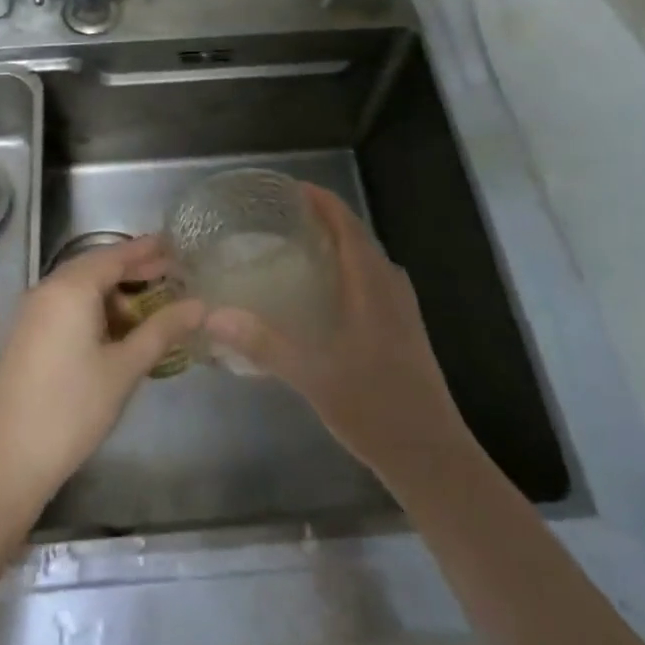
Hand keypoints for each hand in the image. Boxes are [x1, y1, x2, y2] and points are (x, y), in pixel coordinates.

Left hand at [0, 236, 204, 506]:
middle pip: (96, 267)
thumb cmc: (72, 408)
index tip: (175, 247)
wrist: (6, 458)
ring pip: (79, 288)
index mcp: (71, 288)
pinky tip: (113, 333)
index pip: (116, 255)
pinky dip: (93, 309)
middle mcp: (48, 289)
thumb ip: (162, 330)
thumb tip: (199, 305)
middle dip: (132, 270)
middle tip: (170, 276)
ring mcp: (32, 312)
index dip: (147, 251)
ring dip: (113, 293)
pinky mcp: (26, 334)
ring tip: (147, 312)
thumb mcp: (124, 368)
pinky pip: (65, 306)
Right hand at [204, 186, 470, 488]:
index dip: (321, 200)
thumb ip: (262, 342)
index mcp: (371, 283)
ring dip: (337, 244)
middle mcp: (390, 286)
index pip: (346, 224)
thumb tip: (212, 317)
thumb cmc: (374, 406)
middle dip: (324, 219)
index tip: (289, 188)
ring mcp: (402, 309)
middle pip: (357, 237)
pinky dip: (347, 270)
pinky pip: (373, 281)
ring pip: (367, 260)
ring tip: (299, 246)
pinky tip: (324, 294)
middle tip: (282, 217)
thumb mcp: (311, 374)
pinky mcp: (404, 330)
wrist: (432, 456)